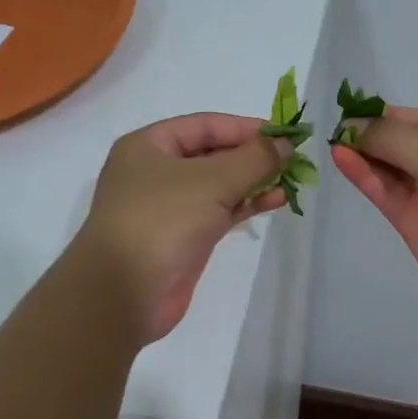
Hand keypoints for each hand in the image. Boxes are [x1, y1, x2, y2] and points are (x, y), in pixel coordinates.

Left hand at [78, 113, 288, 342]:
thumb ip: (253, 159)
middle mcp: (156, 172)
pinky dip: (246, 205)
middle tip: (293, 159)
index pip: (204, 125)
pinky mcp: (184, 237)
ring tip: (293, 181)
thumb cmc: (162, 220)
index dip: (245, 127)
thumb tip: (285, 145)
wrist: (124, 293)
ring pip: (219, 185)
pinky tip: (276, 201)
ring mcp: (169, 207)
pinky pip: (220, 211)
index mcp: (148, 146)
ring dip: (254, 181)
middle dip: (252, 156)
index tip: (284, 135)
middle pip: (212, 154)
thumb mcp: (212, 181)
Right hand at [331, 106, 417, 318]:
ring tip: (333, 142)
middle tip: (335, 129)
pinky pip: (388, 197)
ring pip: (392, 173)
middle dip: (372, 137)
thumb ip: (391, 137)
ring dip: (365, 157)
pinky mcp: (417, 229)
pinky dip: (366, 179)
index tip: (350, 112)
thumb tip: (352, 127)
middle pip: (403, 147)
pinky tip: (343, 160)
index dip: (386, 116)